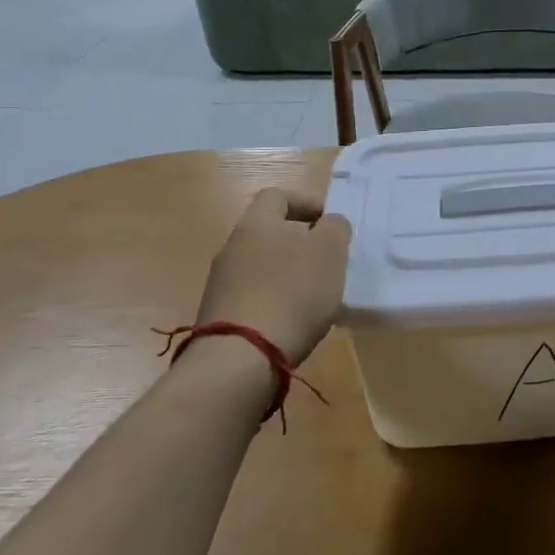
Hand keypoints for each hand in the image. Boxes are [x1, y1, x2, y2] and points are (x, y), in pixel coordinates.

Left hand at [195, 188, 351, 364]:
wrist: (240, 359)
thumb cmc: (292, 293)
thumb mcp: (330, 252)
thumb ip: (335, 228)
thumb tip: (329, 224)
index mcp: (256, 223)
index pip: (277, 196)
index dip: (306, 203)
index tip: (329, 223)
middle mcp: (232, 247)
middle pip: (268, 233)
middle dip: (299, 243)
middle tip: (327, 261)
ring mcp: (221, 283)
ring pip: (261, 266)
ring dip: (287, 274)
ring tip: (314, 296)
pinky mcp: (219, 315)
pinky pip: (253, 296)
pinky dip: (275, 301)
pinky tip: (293, 322)